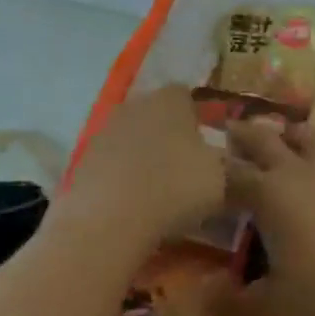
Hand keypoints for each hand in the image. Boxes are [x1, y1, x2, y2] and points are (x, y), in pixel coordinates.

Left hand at [64, 86, 223, 257]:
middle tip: (185, 169)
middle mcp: (136, 103)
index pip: (188, 96)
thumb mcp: (222, 179)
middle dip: (170, 136)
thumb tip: (229, 163)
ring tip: (158, 191)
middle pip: (158, 115)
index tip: (208, 147)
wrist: (109, 219)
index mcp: (171, 99)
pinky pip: (113, 162)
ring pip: (134, 137)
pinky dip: (123, 176)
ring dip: (145, 157)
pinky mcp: (84, 158)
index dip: (199, 119)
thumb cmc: (175, 188)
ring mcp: (105, 129)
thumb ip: (229, 164)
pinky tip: (132, 203)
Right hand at [221, 121, 314, 315]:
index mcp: (267, 193)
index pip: (232, 173)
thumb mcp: (275, 303)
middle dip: (244, 133)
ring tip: (284, 134)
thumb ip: (235, 301)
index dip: (216, 170)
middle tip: (233, 127)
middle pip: (263, 139)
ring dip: (289, 132)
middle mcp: (296, 169)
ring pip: (305, 134)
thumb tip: (198, 302)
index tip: (206, 169)